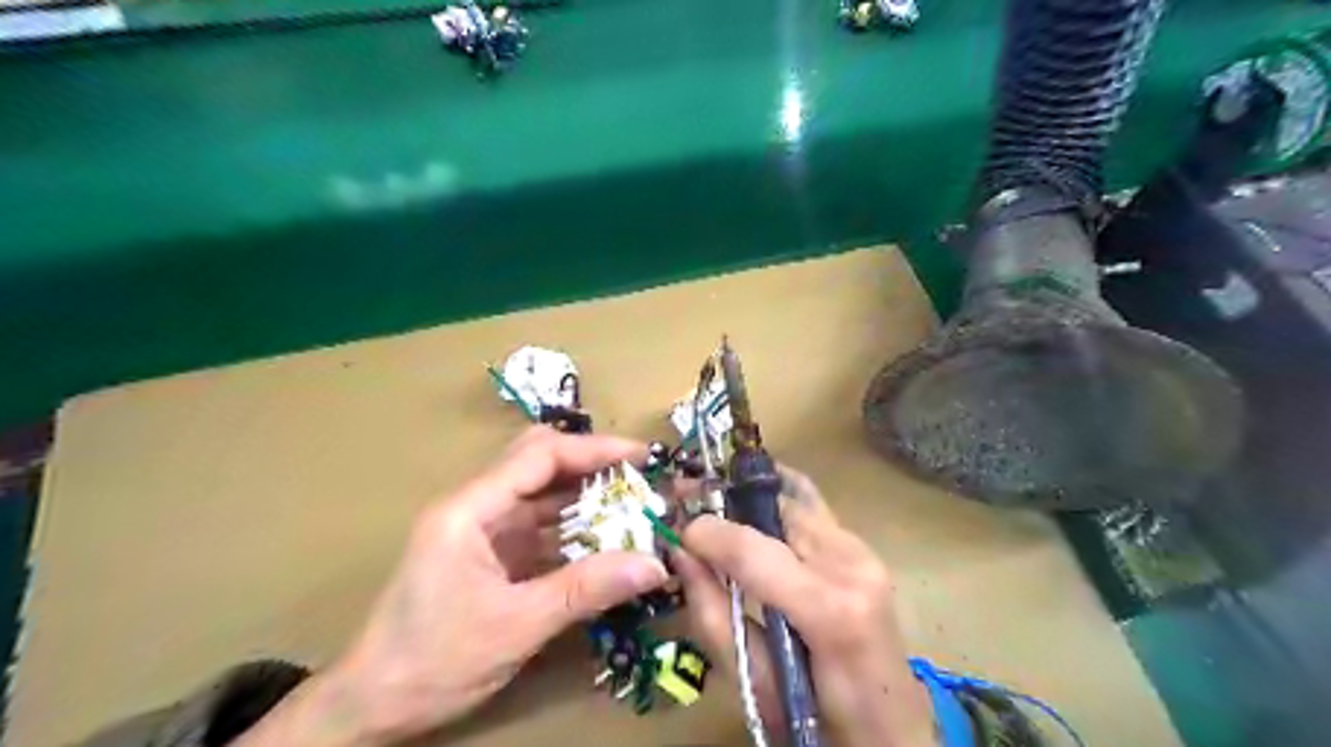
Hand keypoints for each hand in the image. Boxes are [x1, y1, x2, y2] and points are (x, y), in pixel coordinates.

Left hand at [237, 427, 666, 746]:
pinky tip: (605, 541)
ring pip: (542, 493)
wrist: (374, 706)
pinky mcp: (491, 553)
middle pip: (539, 462)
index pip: (540, 455)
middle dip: (591, 464)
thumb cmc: (435, 660)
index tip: (641, 456)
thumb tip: (653, 564)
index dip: (594, 450)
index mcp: (470, 509)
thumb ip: (586, 590)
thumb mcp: (517, 626)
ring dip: (586, 496)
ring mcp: (483, 529)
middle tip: (639, 477)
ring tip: (633, 505)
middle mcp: (476, 506)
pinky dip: (574, 528)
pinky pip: (540, 527)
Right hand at [677, 467, 934, 745]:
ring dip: (750, 499)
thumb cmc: (822, 721)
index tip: (677, 532)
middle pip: (776, 509)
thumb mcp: (757, 685)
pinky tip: (752, 509)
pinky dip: (775, 504)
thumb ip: (715, 617)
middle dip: (727, 502)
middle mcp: (853, 566)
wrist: (892, 726)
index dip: (709, 534)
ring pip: (793, 500)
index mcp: (831, 611)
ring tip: (713, 504)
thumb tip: (681, 556)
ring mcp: (864, 552)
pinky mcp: (863, 549)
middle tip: (688, 503)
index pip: (756, 550)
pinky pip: (810, 509)